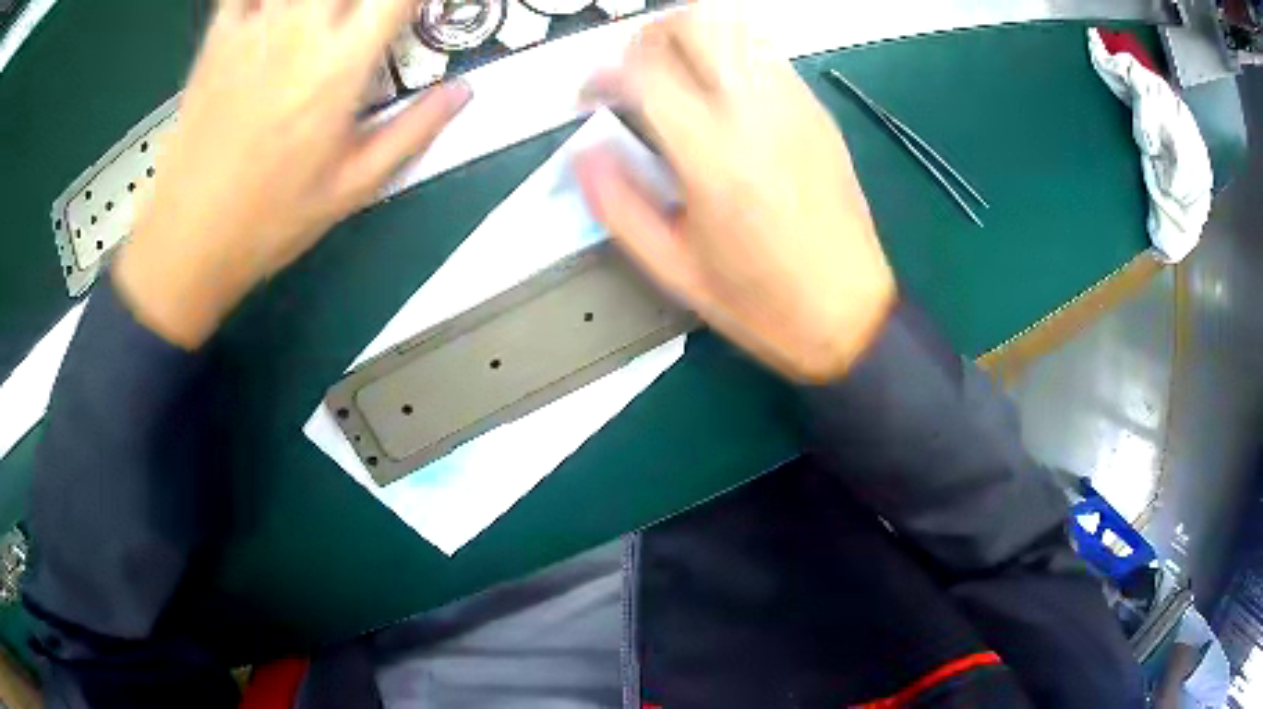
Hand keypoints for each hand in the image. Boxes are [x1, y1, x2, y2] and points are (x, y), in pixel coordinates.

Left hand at [116, 0, 471, 348]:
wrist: (186, 241)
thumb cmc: (269, 221)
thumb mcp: (352, 187)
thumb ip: (413, 131)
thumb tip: (463, 93)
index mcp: (340, 65)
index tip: (418, 11)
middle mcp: (301, 30)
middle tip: (369, 17)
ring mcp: (255, 28)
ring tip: (329, 15)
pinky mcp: (218, 38)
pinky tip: (278, 11)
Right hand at [577, 4, 895, 382]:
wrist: (848, 314)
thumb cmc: (763, 302)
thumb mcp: (672, 268)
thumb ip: (617, 204)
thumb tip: (585, 154)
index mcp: (714, 156)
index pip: (643, 70)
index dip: (601, 74)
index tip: (592, 98)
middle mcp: (758, 114)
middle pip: (695, 23)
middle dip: (648, 37)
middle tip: (633, 73)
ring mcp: (795, 107)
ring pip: (736, 27)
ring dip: (692, 39)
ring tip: (674, 77)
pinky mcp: (818, 113)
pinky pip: (767, 54)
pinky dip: (731, 55)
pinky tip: (720, 95)